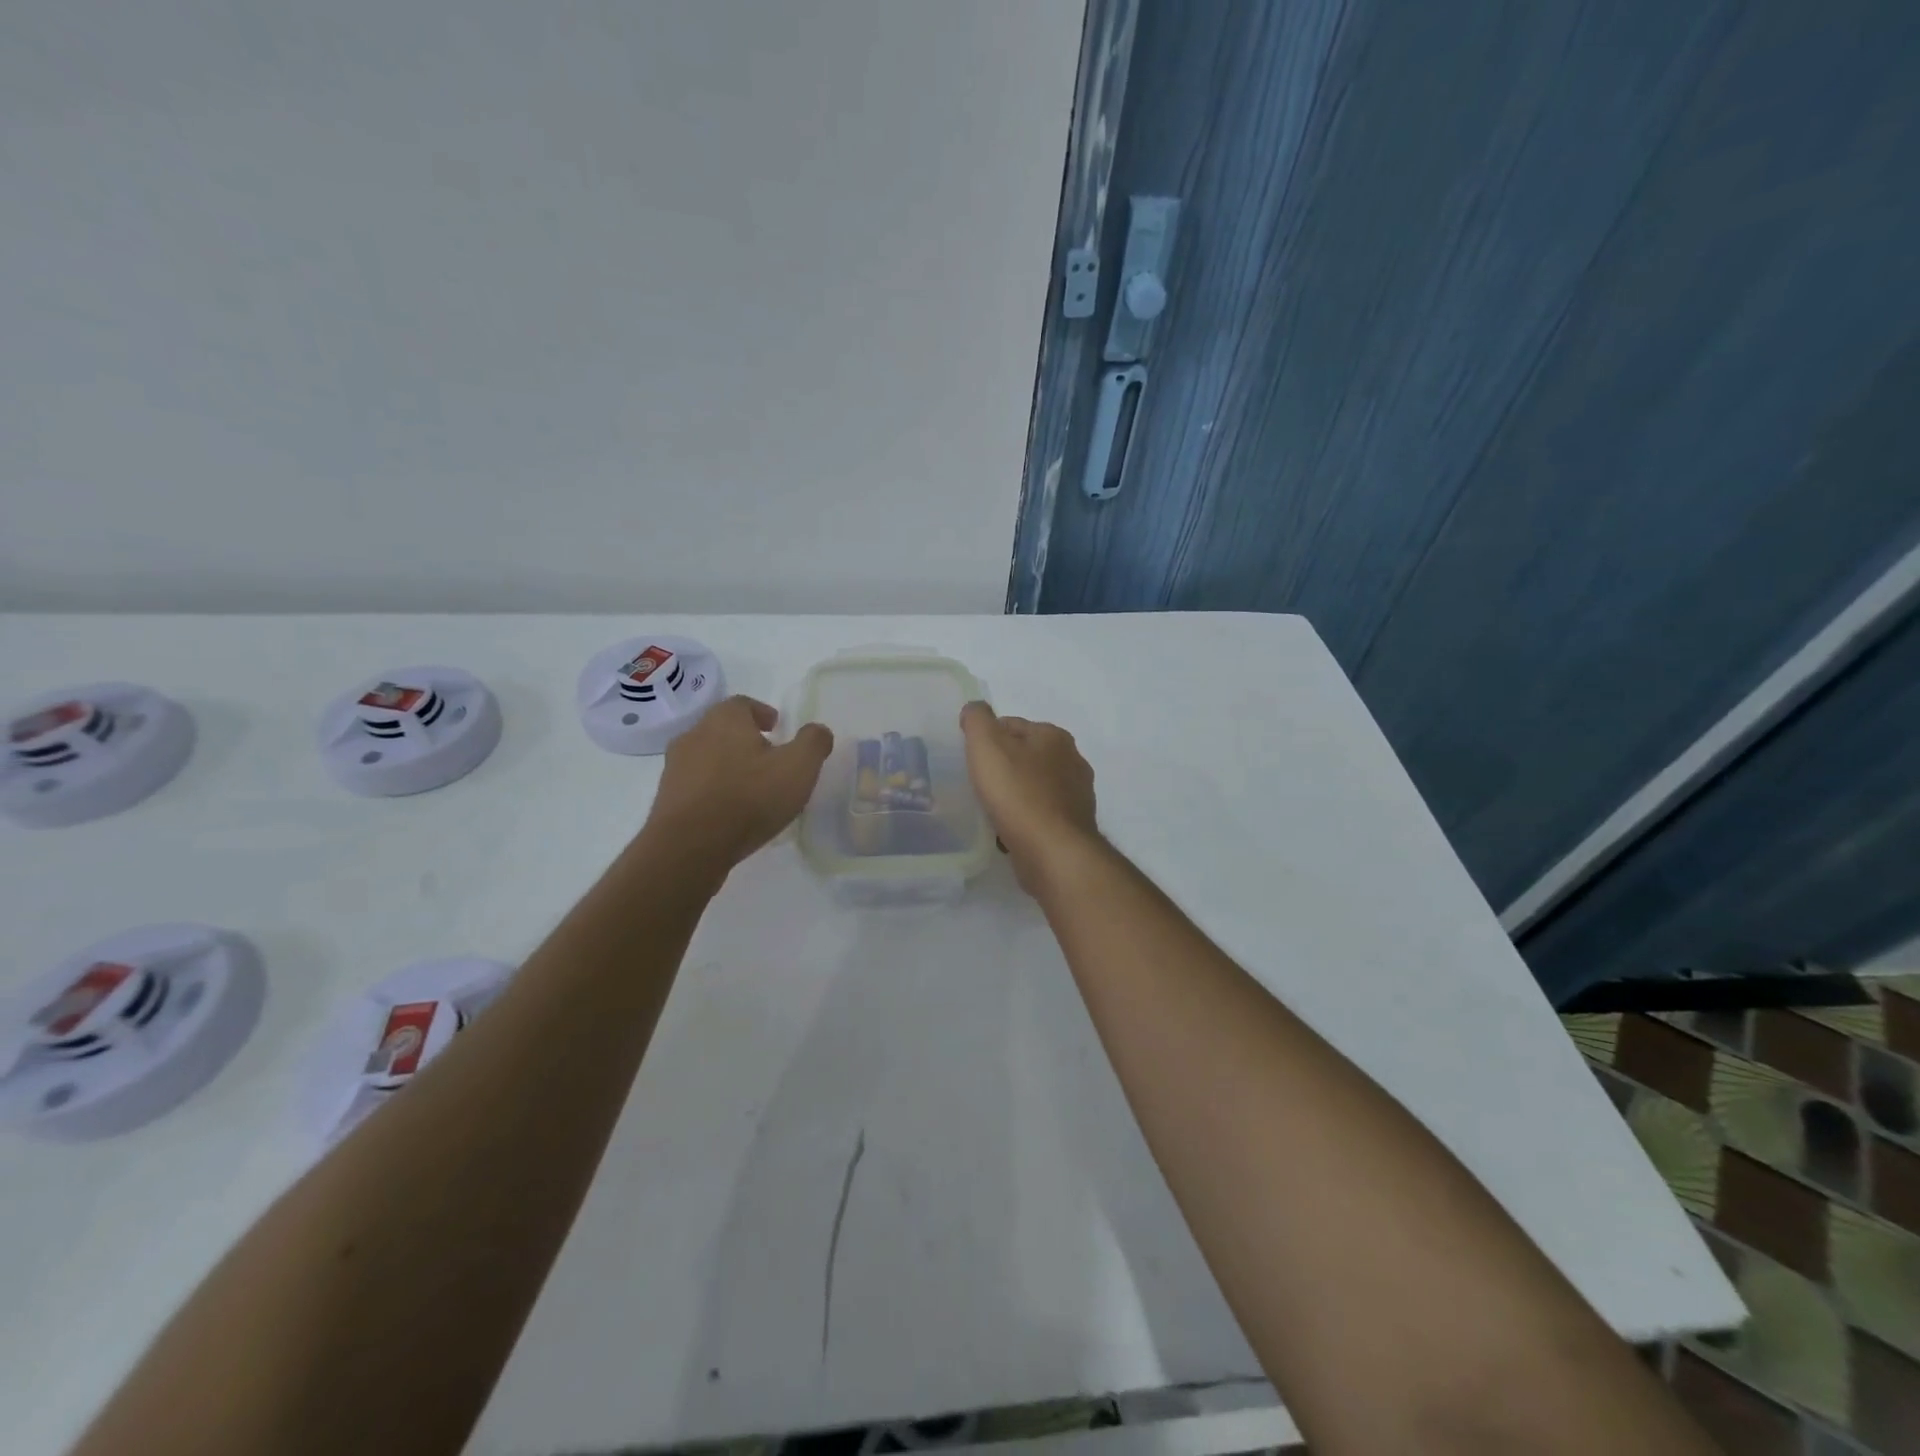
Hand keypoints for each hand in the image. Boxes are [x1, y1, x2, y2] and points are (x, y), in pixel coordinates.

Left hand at [645, 697, 832, 869]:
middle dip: (745, 740)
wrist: (691, 846)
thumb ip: (813, 742)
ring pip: (707, 757)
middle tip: (768, 759)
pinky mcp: (666, 798)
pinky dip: (713, 790)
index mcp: (725, 719)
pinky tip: (730, 811)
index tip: (777, 729)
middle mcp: (694, 735)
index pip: (743, 704)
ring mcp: (675, 767)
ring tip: (750, 789)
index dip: (762, 713)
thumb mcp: (799, 767)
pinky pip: (696, 785)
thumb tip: (818, 731)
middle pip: (723, 729)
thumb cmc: (749, 797)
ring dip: (727, 766)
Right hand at [959, 701, 1099, 890]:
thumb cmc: (1018, 794)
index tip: (968, 759)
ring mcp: (1076, 795)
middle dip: (1002, 768)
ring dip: (1013, 795)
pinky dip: (1024, 819)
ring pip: (1033, 787)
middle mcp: (1072, 760)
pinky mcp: (1074, 825)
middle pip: (1024, 756)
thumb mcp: (987, 746)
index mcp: (1054, 736)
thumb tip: (975, 709)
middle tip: (976, 785)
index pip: (1011, 725)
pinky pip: (1040, 814)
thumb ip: (977, 719)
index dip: (986, 739)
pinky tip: (1006, 831)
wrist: (1053, 852)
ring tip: (988, 810)